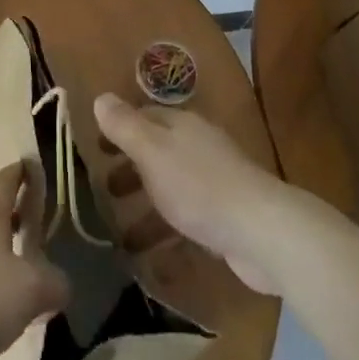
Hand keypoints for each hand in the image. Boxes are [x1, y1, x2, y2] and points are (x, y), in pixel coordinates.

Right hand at [94, 93, 296, 294]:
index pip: (145, 117)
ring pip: (171, 190)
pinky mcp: (226, 219)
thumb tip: (101, 97)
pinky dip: (168, 237)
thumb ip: (125, 126)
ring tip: (121, 236)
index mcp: (182, 126)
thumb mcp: (152, 151)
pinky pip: (188, 222)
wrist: (262, 232)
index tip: (95, 147)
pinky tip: (152, 262)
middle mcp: (199, 148)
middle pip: (158, 153)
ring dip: (146, 209)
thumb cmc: (199, 186)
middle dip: (131, 170)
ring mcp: (215, 184)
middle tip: (104, 190)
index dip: (119, 129)